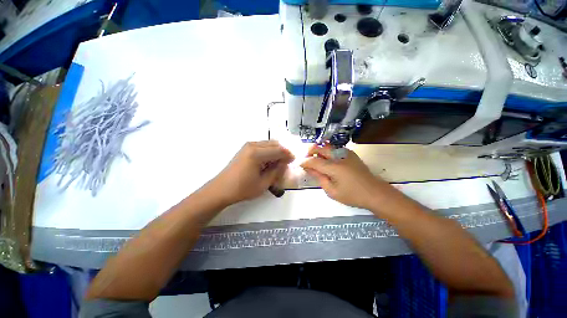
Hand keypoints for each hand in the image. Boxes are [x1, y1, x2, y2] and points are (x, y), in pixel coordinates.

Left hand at [208, 141, 293, 205]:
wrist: (221, 189)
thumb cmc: (242, 189)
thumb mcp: (264, 183)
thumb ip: (277, 171)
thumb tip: (284, 163)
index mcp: (257, 153)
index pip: (279, 150)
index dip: (288, 155)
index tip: (294, 161)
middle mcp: (253, 145)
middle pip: (274, 144)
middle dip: (283, 152)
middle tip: (287, 162)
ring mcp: (248, 146)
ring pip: (268, 144)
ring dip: (276, 151)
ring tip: (279, 163)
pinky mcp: (245, 149)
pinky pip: (262, 146)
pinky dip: (269, 152)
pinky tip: (269, 161)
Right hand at [300, 144, 384, 209]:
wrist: (375, 192)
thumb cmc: (352, 195)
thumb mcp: (332, 191)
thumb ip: (319, 177)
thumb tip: (308, 168)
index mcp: (334, 167)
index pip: (314, 161)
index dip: (304, 162)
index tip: (299, 165)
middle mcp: (339, 156)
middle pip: (320, 147)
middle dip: (310, 152)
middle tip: (307, 160)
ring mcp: (346, 153)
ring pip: (327, 146)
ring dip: (318, 151)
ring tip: (315, 160)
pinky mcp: (350, 154)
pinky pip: (334, 148)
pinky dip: (327, 152)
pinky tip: (327, 161)